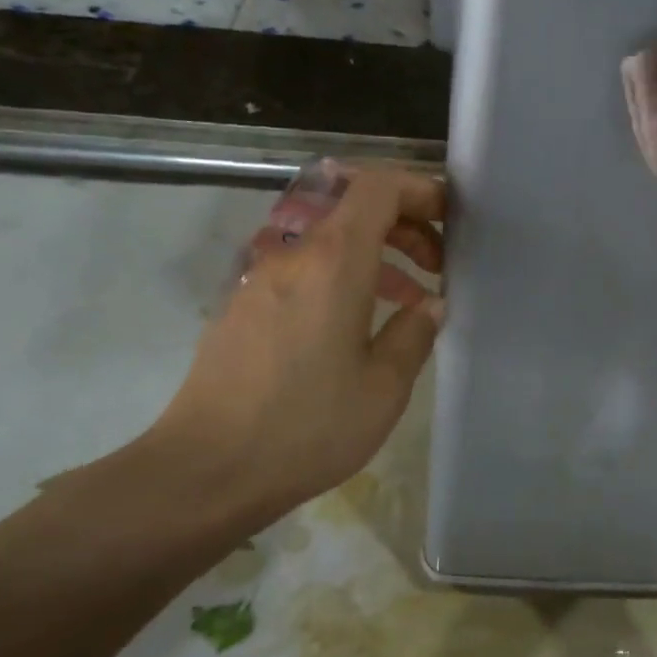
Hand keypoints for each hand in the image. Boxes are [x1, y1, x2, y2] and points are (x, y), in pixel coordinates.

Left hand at [142, 165, 445, 524]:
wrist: (206, 469)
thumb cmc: (307, 427)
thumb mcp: (384, 387)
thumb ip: (414, 333)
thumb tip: (430, 305)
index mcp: (333, 261)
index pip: (378, 187)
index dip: (420, 190)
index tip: (450, 218)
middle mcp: (292, 253)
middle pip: (353, 207)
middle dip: (404, 223)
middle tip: (437, 265)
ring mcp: (260, 277)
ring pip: (327, 238)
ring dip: (374, 252)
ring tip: (408, 298)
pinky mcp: (242, 304)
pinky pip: (302, 266)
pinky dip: (340, 274)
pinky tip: (356, 324)